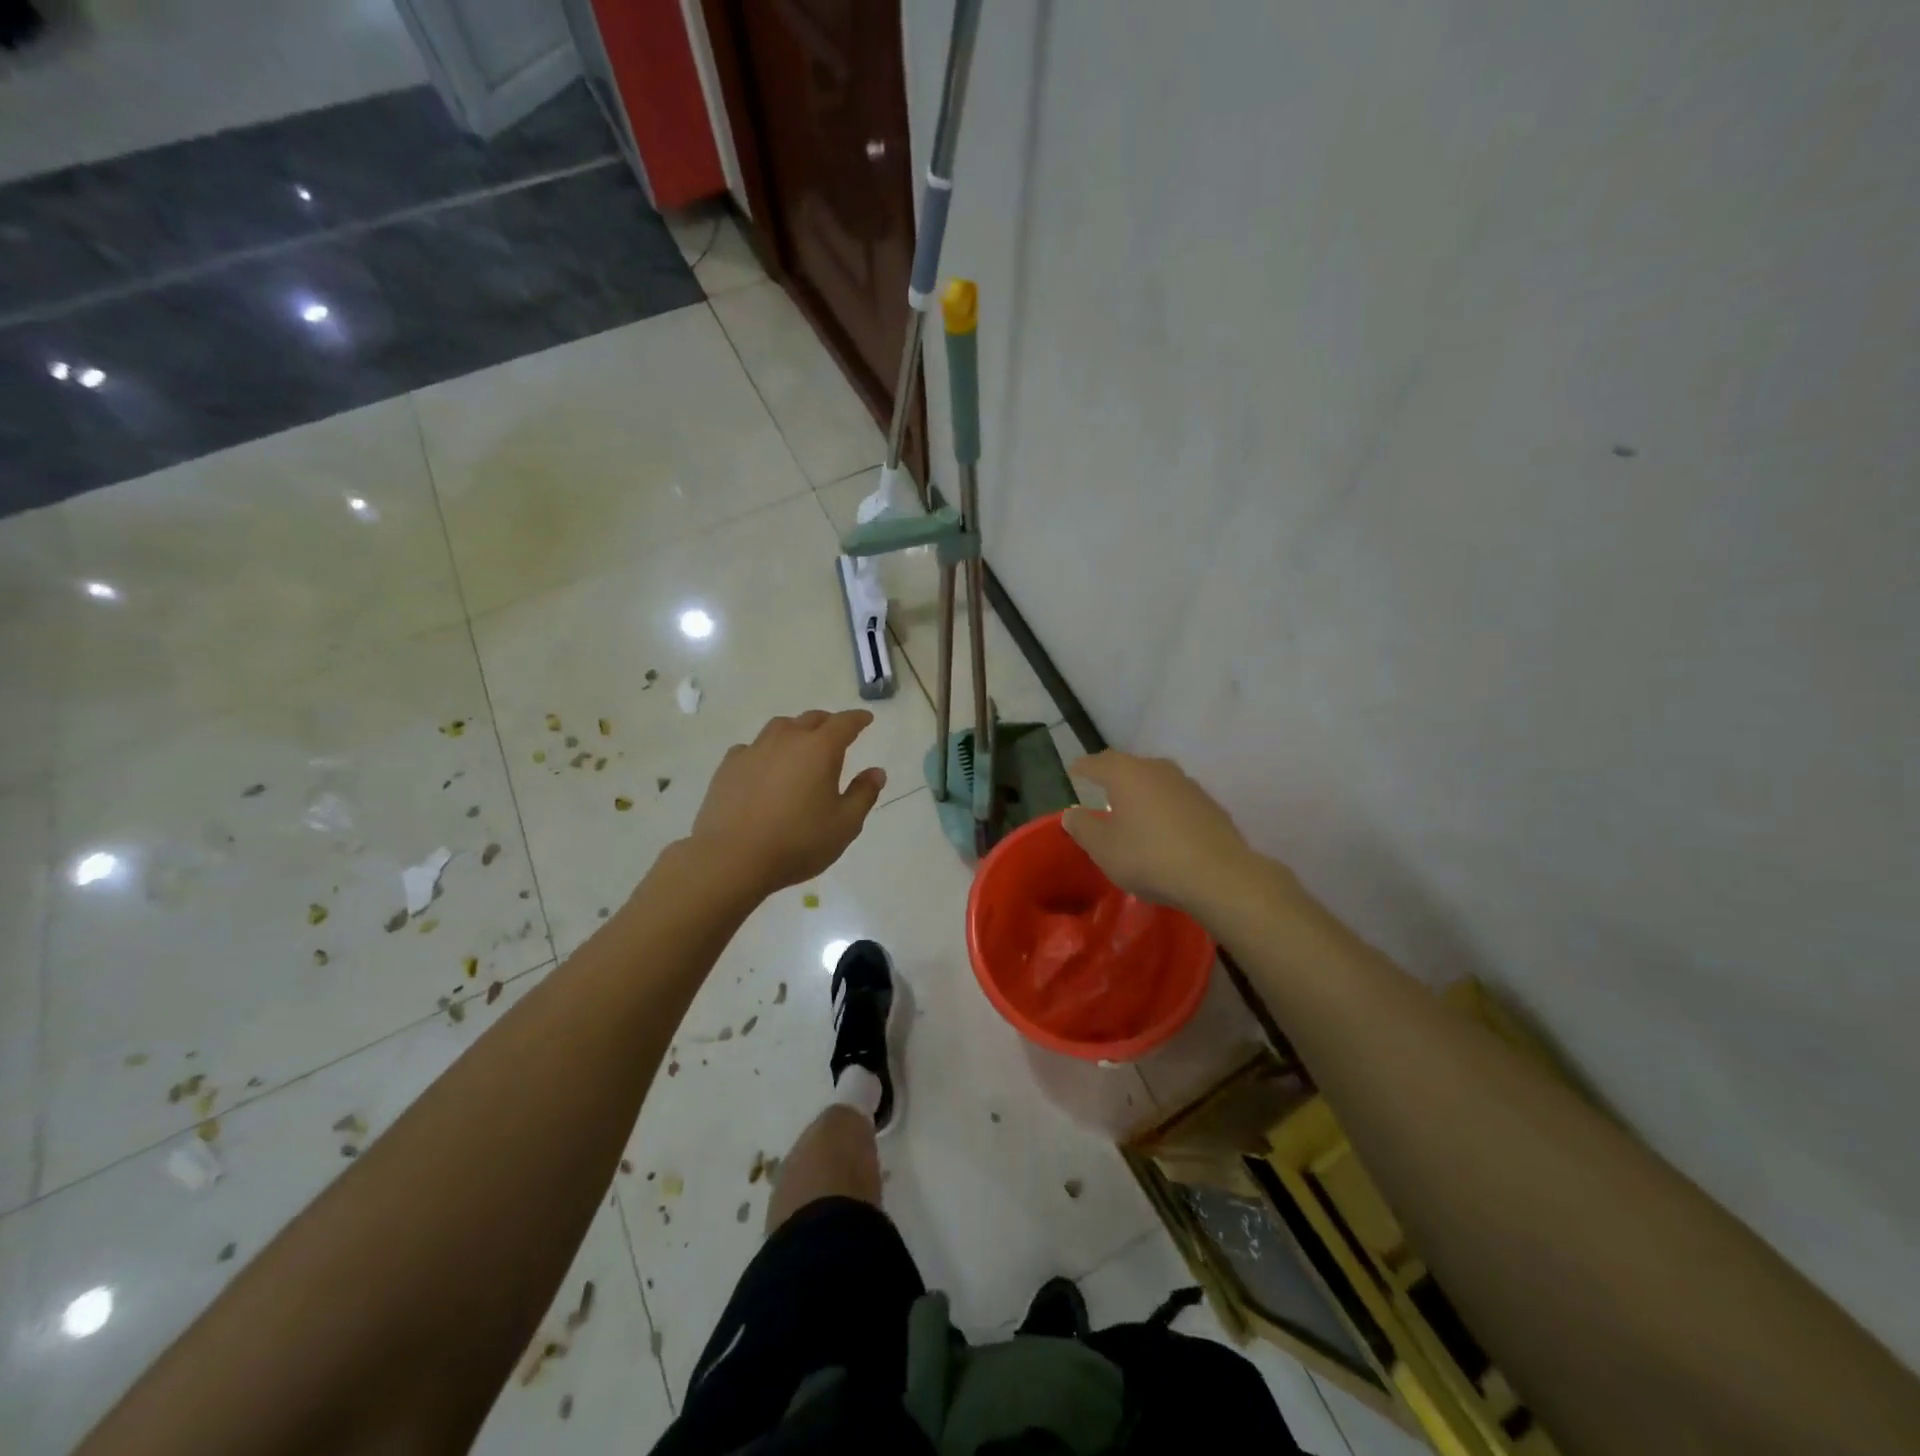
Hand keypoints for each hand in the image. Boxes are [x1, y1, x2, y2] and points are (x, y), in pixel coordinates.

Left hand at [689, 710, 886, 897]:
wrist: (732, 858)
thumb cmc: (798, 842)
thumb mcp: (844, 825)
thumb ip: (863, 794)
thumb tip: (876, 772)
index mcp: (820, 750)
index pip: (844, 723)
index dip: (857, 719)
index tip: (866, 719)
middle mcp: (787, 740)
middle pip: (810, 719)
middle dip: (827, 722)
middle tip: (836, 733)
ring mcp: (754, 750)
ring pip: (779, 727)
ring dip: (795, 730)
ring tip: (800, 744)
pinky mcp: (729, 766)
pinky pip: (752, 747)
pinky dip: (765, 750)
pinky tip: (765, 766)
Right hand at [1062, 752, 1267, 916]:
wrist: (1218, 875)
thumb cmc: (1149, 857)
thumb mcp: (1103, 848)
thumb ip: (1082, 827)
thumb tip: (1072, 812)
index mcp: (1126, 773)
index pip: (1096, 762)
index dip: (1082, 768)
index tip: (1073, 773)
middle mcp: (1157, 769)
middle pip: (1128, 766)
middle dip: (1112, 777)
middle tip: (1100, 791)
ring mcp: (1187, 784)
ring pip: (1155, 781)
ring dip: (1141, 792)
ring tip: (1132, 811)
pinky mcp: (1209, 804)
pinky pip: (1176, 799)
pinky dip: (1164, 808)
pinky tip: (1163, 828)